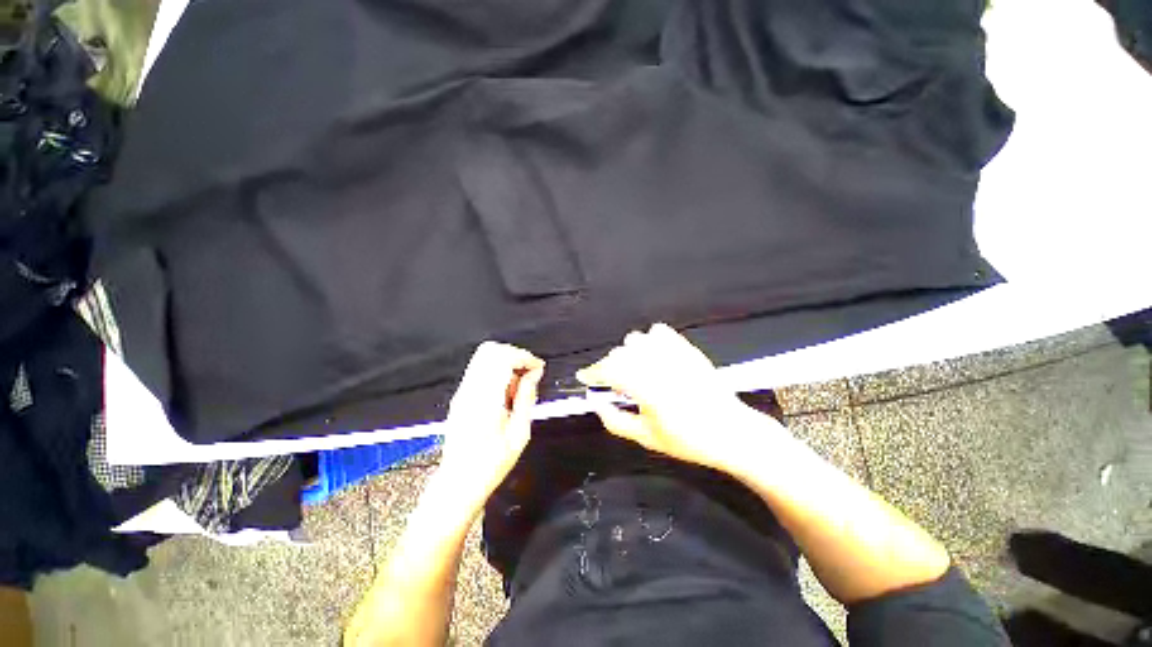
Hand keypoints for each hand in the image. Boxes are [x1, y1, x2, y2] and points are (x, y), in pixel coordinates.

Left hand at [436, 342, 544, 512]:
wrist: (458, 483)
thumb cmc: (491, 464)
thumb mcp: (519, 433)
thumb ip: (527, 397)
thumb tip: (534, 373)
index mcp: (485, 399)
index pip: (503, 358)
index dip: (525, 357)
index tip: (539, 368)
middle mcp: (470, 390)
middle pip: (491, 350)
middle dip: (515, 355)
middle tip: (530, 373)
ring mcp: (462, 391)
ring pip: (484, 356)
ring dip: (506, 361)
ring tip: (519, 383)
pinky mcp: (460, 395)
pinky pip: (480, 369)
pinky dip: (497, 370)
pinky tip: (506, 390)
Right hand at [576, 323, 783, 474]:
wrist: (731, 431)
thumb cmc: (688, 440)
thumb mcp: (647, 438)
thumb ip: (616, 421)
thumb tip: (596, 404)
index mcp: (648, 390)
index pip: (610, 372)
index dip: (593, 373)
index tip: (584, 376)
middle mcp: (660, 367)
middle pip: (620, 354)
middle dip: (608, 367)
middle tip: (611, 384)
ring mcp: (675, 354)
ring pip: (636, 340)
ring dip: (627, 354)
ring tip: (633, 370)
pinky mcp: (687, 349)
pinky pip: (659, 332)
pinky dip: (649, 340)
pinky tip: (652, 355)